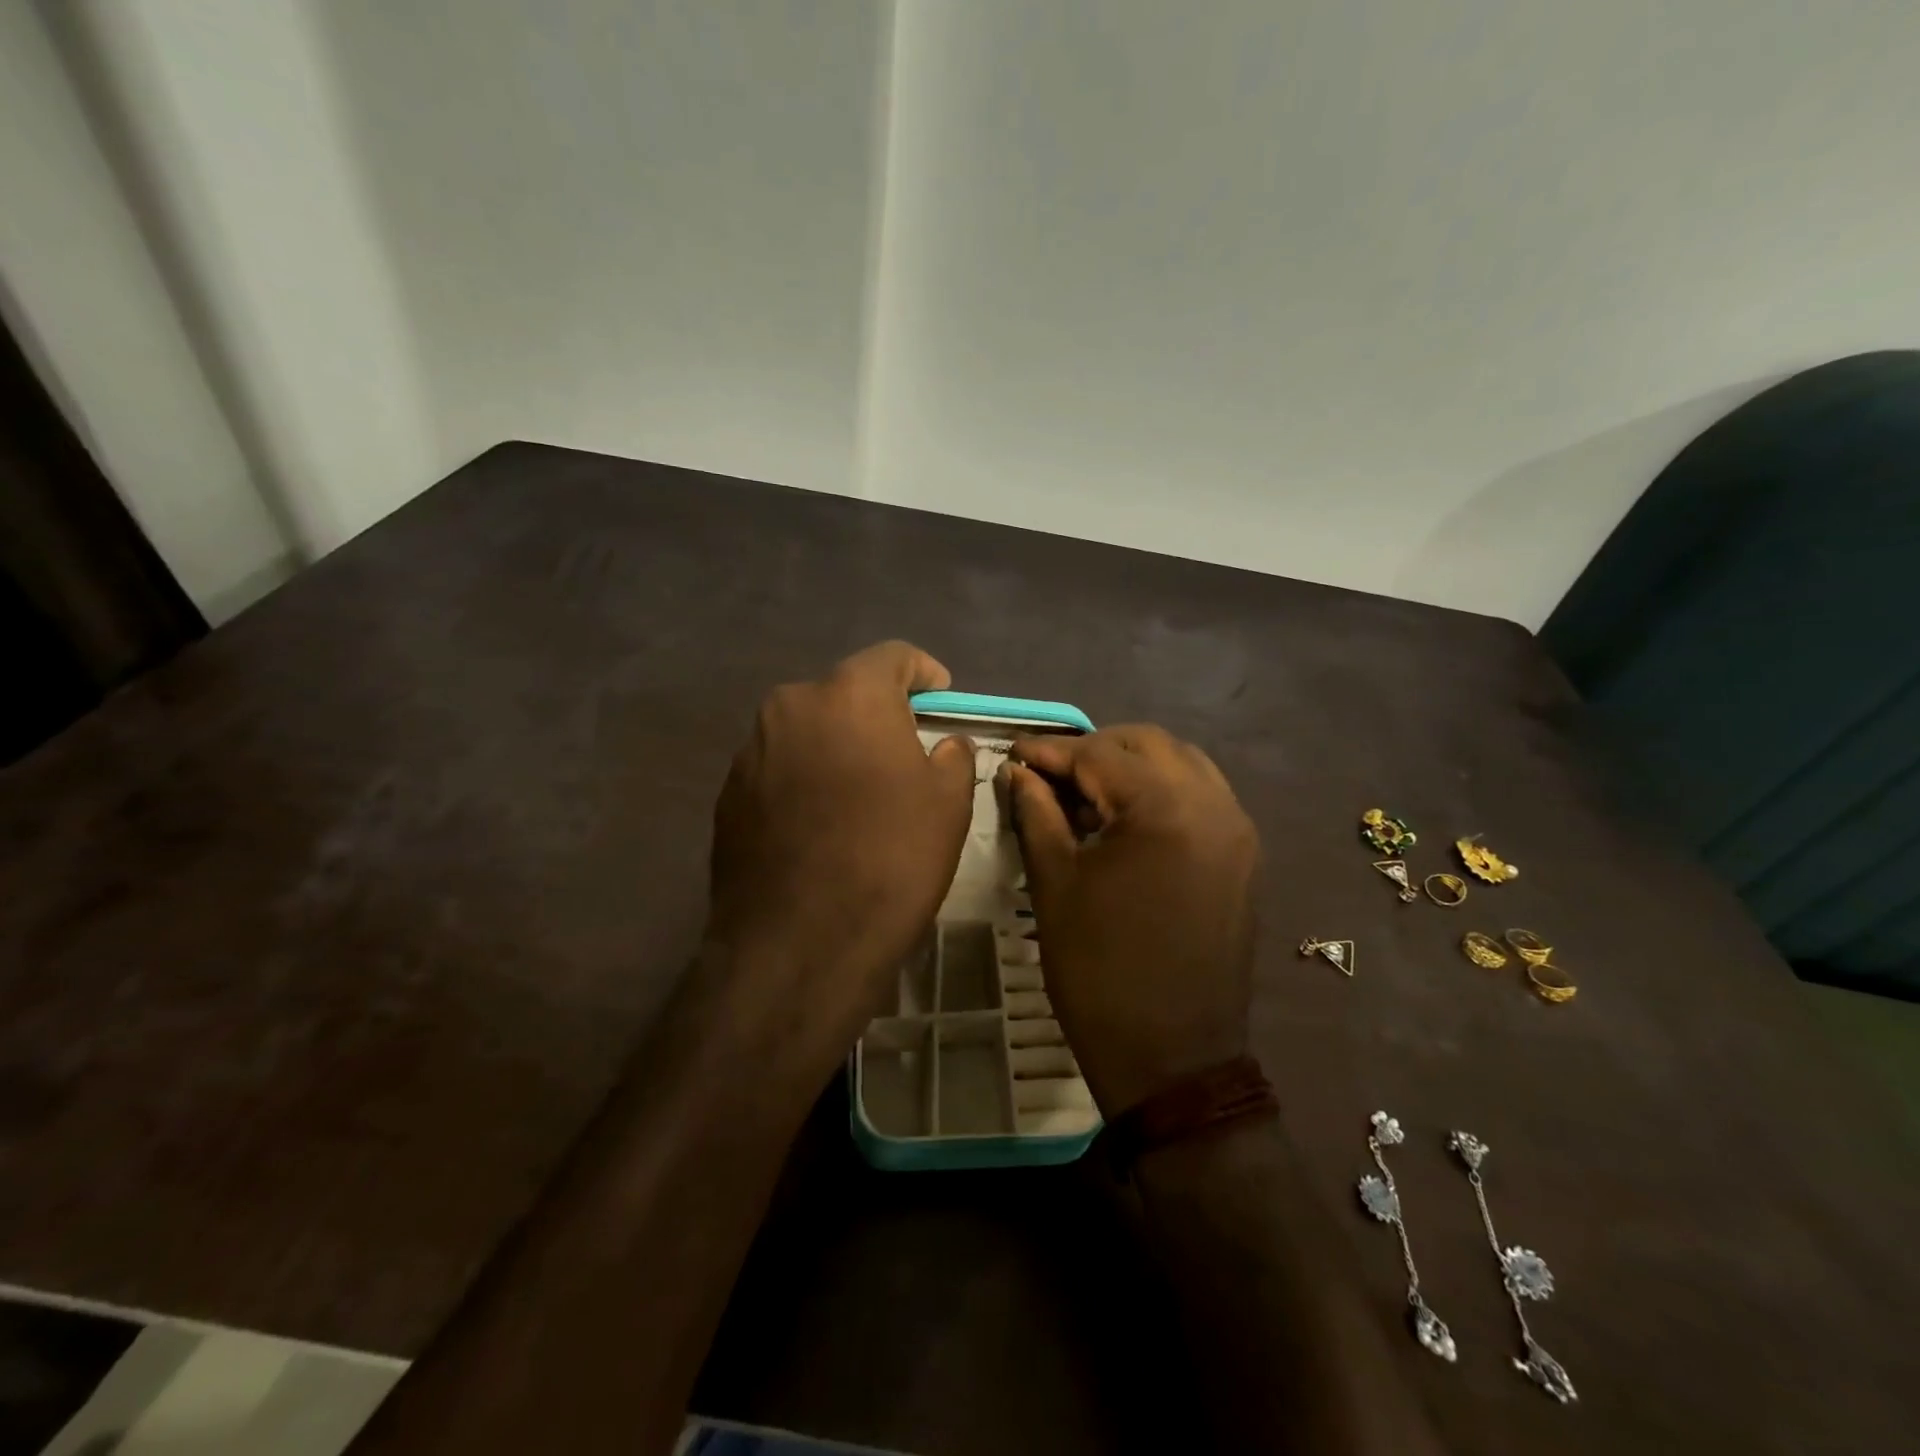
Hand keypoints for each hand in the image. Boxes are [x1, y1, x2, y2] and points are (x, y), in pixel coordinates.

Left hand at [705, 642, 975, 1066]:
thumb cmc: (890, 859)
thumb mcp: (948, 803)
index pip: (893, 656)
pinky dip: (805, 779)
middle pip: (845, 692)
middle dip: (877, 714)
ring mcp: (751, 750)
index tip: (939, 699)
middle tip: (903, 753)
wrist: (799, 943)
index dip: (923, 673)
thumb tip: (943, 744)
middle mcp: (791, 706)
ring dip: (837, 747)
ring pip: (808, 730)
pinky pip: (779, 768)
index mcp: (850, 694)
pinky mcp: (728, 794)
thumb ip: (951, 755)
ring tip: (859, 794)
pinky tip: (821, 825)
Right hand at [1002, 726, 1257, 1115]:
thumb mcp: (1055, 886)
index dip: (1049, 751)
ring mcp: (1237, 830)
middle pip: (1147, 744)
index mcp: (1166, 808)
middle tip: (1048, 775)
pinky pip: (1201, 797)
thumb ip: (1036, 814)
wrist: (1173, 1060)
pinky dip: (1160, 791)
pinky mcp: (1243, 856)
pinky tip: (1124, 819)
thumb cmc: (1100, 972)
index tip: (1013, 754)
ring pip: (1180, 764)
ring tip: (1084, 795)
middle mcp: (1214, 804)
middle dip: (1092, 750)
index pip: (1099, 754)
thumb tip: (1017, 772)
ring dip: (1130, 766)